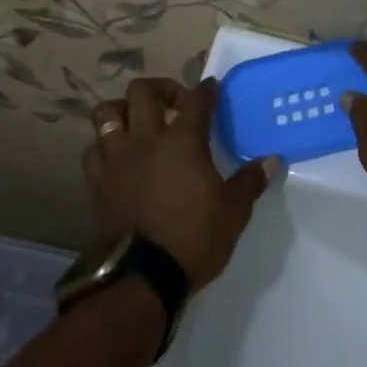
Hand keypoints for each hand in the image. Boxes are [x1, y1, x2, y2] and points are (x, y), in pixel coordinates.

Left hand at [85, 78, 278, 289]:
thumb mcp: (234, 212)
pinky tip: (118, 156)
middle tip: (175, 104)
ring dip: (123, 111)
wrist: (144, 278)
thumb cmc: (194, 238)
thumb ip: (250, 181)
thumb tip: (272, 160)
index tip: (213, 88)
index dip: (207, 90)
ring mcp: (117, 159)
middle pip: (142, 91)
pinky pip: (94, 149)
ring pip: (106, 113)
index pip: (197, 100)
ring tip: (137, 123)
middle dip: (160, 88)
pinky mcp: (98, 182)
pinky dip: (104, 146)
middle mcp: (146, 140)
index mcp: (183, 141)